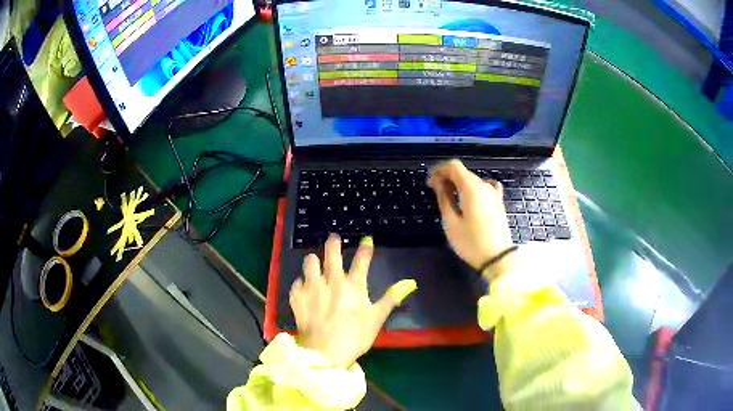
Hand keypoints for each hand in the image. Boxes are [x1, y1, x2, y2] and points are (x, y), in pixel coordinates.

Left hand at [290, 234, 416, 368]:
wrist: (325, 351)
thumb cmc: (355, 336)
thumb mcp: (377, 317)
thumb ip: (392, 297)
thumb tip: (411, 282)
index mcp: (353, 285)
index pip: (362, 259)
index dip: (366, 247)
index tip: (367, 239)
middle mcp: (331, 280)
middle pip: (332, 252)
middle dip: (333, 242)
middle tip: (334, 239)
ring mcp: (311, 286)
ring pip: (310, 261)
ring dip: (313, 261)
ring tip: (315, 264)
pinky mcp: (297, 296)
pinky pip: (297, 282)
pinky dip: (301, 283)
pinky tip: (304, 289)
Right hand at [427, 159, 515, 279]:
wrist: (498, 258)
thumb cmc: (471, 242)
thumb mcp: (451, 222)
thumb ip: (443, 198)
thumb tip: (438, 182)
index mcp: (471, 187)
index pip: (454, 166)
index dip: (439, 170)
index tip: (430, 183)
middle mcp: (484, 185)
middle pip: (463, 172)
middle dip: (447, 177)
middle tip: (435, 192)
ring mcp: (494, 194)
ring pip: (473, 180)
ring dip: (459, 184)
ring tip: (450, 199)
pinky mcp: (498, 203)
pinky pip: (484, 188)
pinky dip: (473, 189)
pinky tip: (470, 199)